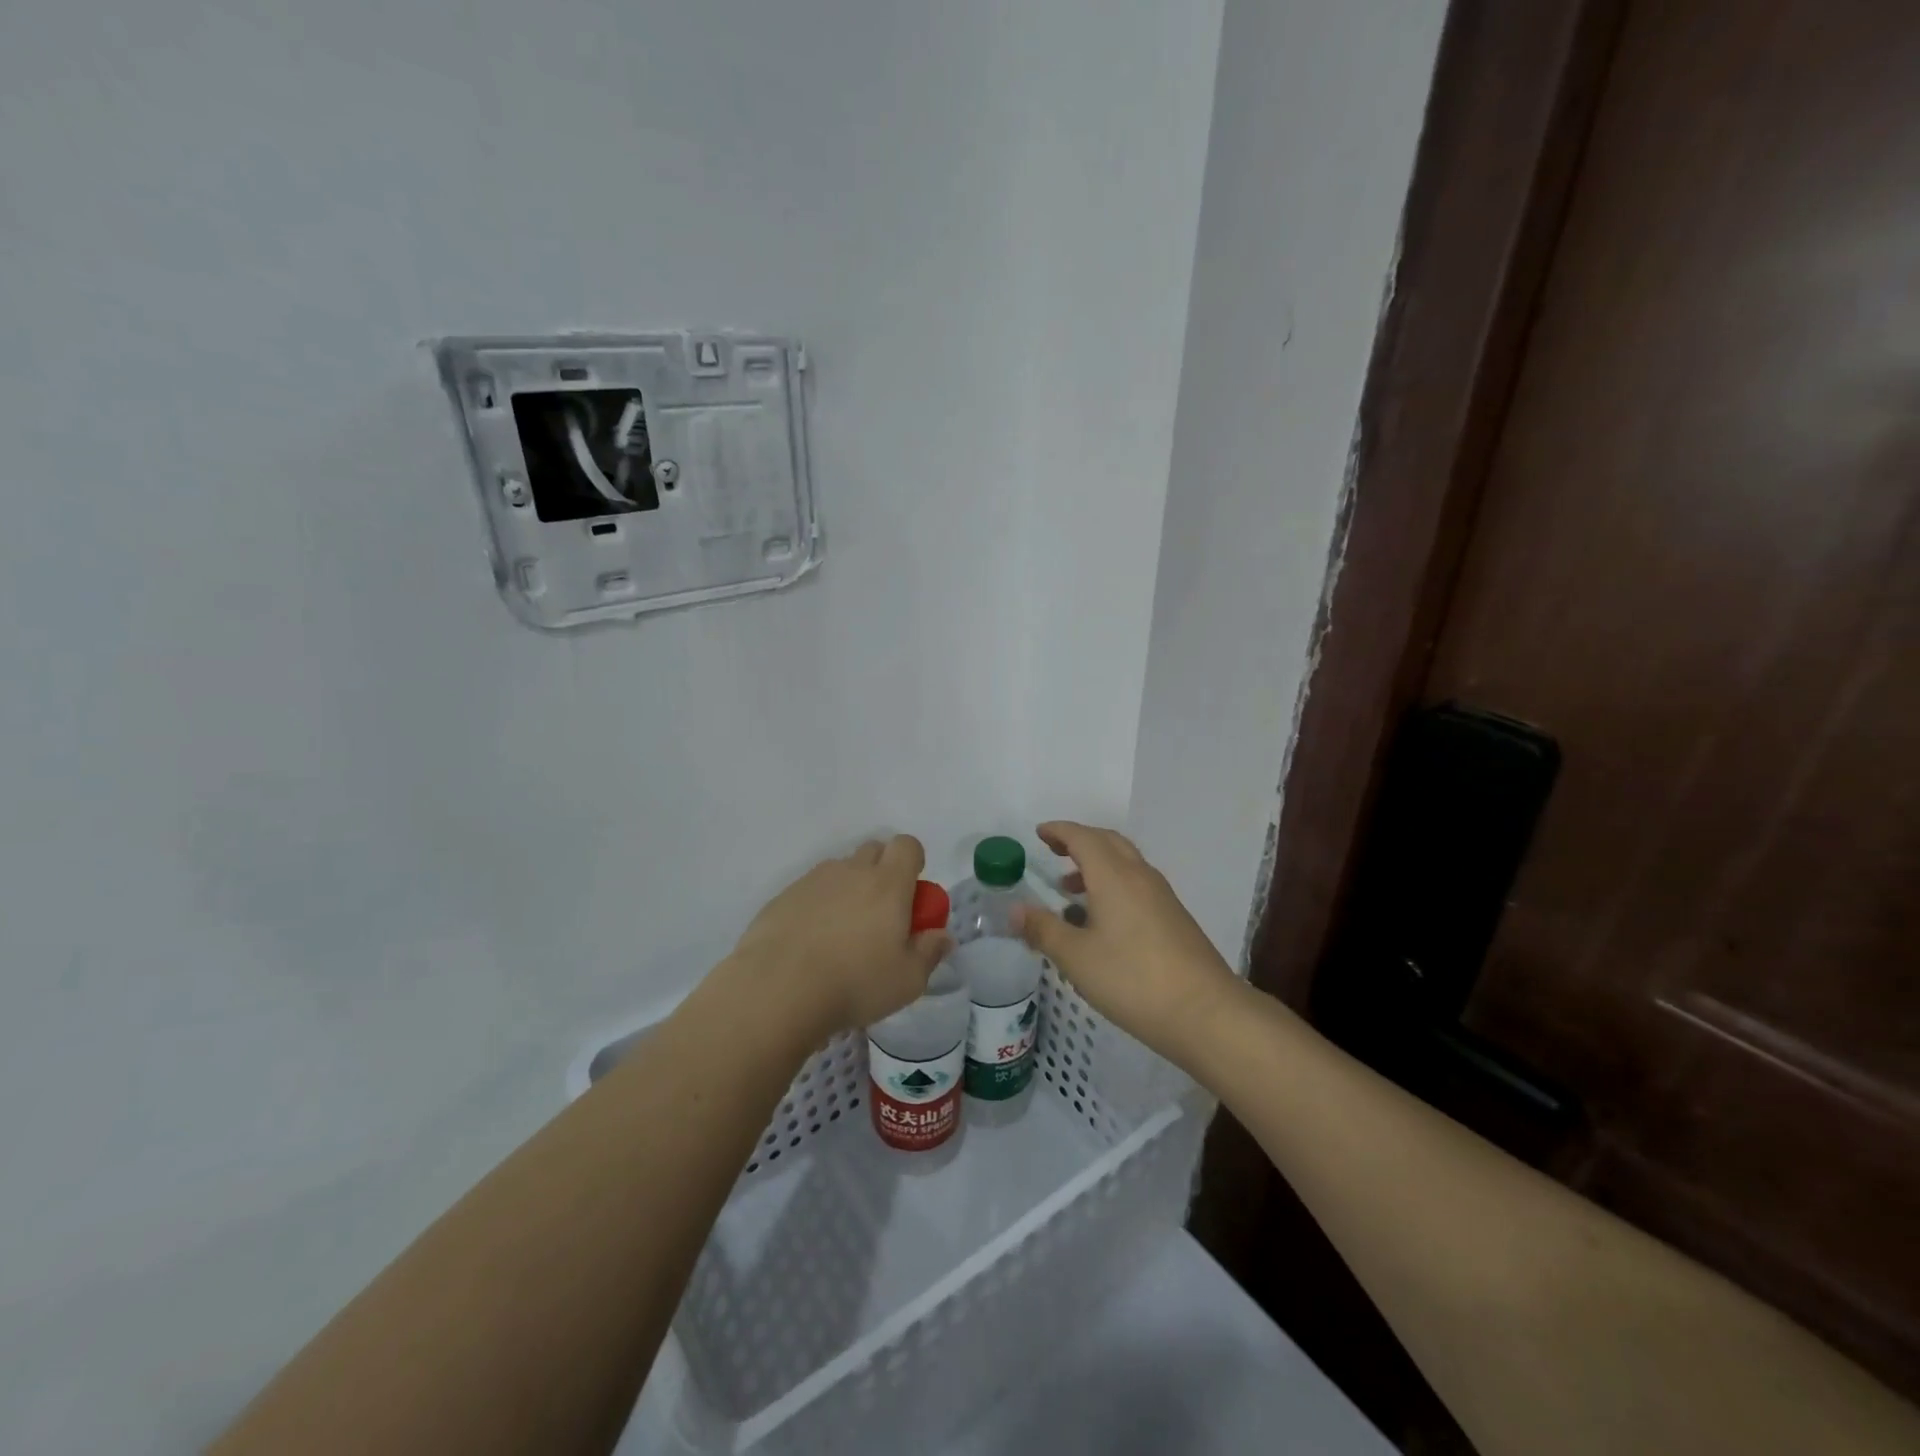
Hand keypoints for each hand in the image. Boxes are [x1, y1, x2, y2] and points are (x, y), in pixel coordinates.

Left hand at [726, 835, 950, 1041]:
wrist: (777, 989)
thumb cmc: (855, 983)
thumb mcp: (907, 980)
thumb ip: (930, 952)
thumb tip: (942, 935)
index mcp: (888, 883)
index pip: (907, 845)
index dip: (913, 861)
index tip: (912, 893)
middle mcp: (851, 871)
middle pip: (873, 851)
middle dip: (883, 871)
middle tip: (882, 915)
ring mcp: (813, 881)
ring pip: (840, 870)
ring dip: (849, 889)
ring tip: (843, 934)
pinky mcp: (783, 897)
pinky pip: (810, 890)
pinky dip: (818, 906)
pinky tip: (811, 944)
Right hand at [1012, 821, 1239, 1064]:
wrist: (1206, 1012)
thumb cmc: (1132, 979)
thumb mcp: (1076, 958)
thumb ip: (1043, 929)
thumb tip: (1015, 909)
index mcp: (1114, 876)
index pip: (1083, 838)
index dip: (1059, 831)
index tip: (1039, 833)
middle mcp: (1140, 876)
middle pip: (1108, 842)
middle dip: (1079, 840)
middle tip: (1053, 850)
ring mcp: (1161, 897)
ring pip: (1125, 863)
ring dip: (1096, 865)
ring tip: (1069, 890)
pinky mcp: (1173, 918)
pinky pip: (1137, 884)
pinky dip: (1113, 884)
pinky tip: (1101, 920)